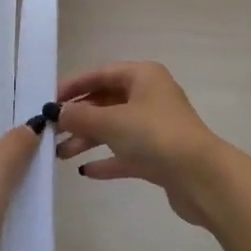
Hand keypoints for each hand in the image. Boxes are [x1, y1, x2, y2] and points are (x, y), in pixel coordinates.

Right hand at [54, 62, 227, 225]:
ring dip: (87, 140)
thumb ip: (81, 116)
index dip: (74, 86)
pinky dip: (106, 159)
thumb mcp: (112, 121)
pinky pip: (125, 153)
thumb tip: (58, 112)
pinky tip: (85, 171)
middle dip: (78, 117)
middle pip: (106, 101)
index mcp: (143, 76)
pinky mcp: (158, 156)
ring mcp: (155, 127)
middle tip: (51, 132)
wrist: (201, 177)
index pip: (101, 74)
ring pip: (114, 128)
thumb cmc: (155, 136)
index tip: (49, 100)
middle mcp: (150, 96)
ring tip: (59, 154)